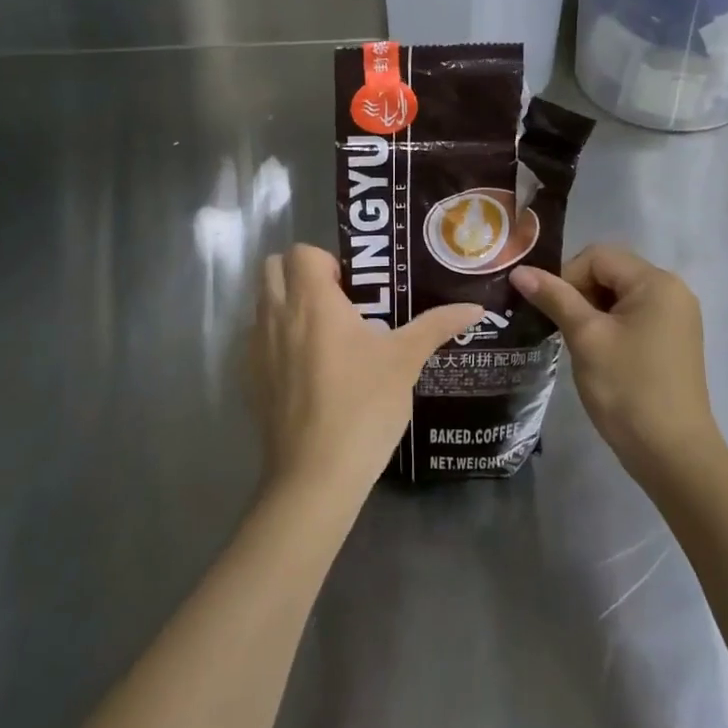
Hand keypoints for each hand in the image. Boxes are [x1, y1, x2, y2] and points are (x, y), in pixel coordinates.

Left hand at [249, 245, 481, 499]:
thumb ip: (436, 325)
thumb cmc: (363, 406)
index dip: (327, 261)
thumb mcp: (404, 361)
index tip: (353, 288)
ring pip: (263, 302)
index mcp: (311, 300)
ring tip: (326, 333)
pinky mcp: (251, 378)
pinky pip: (257, 339)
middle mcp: (277, 314)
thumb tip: (475, 307)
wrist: (315, 476)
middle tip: (338, 301)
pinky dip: (277, 337)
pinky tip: (309, 368)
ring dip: (287, 303)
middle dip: (301, 273)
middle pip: (274, 267)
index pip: (302, 251)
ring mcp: (257, 348)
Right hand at [510, 245, 723, 482]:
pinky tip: (598, 354)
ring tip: (578, 344)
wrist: (673, 455)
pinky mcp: (673, 341)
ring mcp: (676, 317)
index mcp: (656, 282)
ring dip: (592, 312)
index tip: (551, 312)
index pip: (597, 257)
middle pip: (610, 272)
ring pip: (619, 296)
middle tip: (562, 329)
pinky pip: (633, 316)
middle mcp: (672, 291)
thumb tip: (519, 271)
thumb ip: (554, 298)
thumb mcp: (586, 337)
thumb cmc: (628, 388)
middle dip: (579, 294)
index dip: (567, 277)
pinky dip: (610, 326)